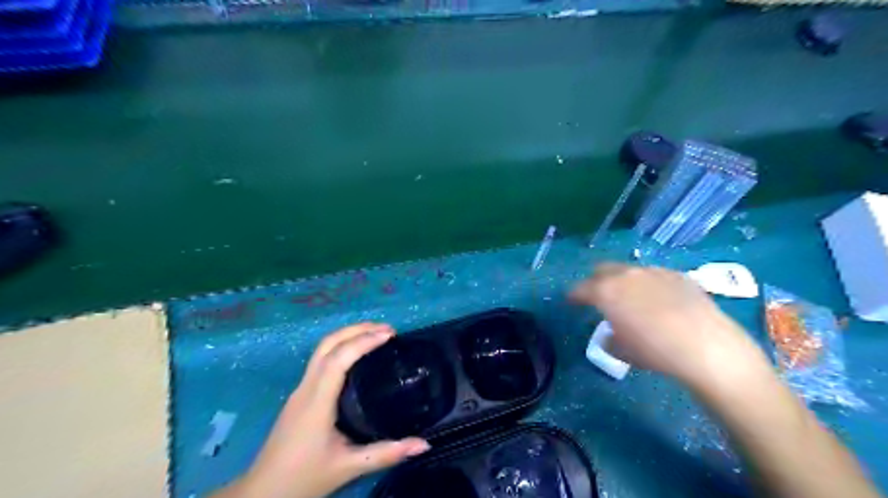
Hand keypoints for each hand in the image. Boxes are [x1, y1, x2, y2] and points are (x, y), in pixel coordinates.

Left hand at [218, 324, 433, 496]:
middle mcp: (306, 388)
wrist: (261, 493)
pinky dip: (341, 347)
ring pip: (322, 349)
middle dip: (357, 329)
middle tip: (387, 329)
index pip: (339, 359)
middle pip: (327, 344)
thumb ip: (387, 453)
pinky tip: (357, 355)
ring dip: (348, 335)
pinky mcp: (300, 395)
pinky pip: (320, 360)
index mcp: (317, 401)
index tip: (389, 335)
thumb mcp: (348, 467)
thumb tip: (424, 444)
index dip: (364, 341)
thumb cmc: (303, 478)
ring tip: (375, 335)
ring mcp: (300, 390)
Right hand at [568, 263, 769, 390]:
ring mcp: (653, 271)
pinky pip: (654, 275)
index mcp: (605, 291)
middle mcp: (625, 274)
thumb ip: (609, 338)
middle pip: (602, 270)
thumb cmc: (654, 351)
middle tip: (599, 297)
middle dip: (596, 281)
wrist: (706, 346)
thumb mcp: (622, 351)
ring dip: (623, 282)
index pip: (580, 289)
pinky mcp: (678, 275)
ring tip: (631, 299)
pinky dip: (649, 285)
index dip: (573, 296)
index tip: (571, 302)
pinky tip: (660, 301)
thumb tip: (611, 334)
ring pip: (629, 270)